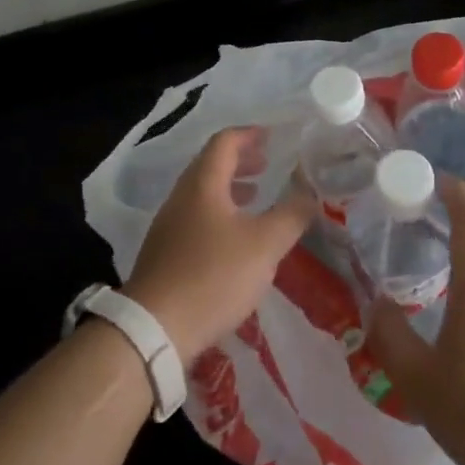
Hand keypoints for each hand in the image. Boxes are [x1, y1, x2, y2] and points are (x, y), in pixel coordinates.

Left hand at [124, 127, 313, 366]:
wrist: (154, 329)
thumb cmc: (213, 276)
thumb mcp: (264, 245)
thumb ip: (291, 215)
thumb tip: (310, 193)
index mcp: (202, 184)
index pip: (224, 142)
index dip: (249, 134)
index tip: (272, 136)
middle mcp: (181, 197)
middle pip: (210, 165)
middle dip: (241, 161)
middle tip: (268, 165)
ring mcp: (168, 226)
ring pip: (202, 193)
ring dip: (230, 188)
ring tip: (256, 198)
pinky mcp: (165, 253)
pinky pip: (196, 217)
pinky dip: (220, 213)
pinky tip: (236, 239)